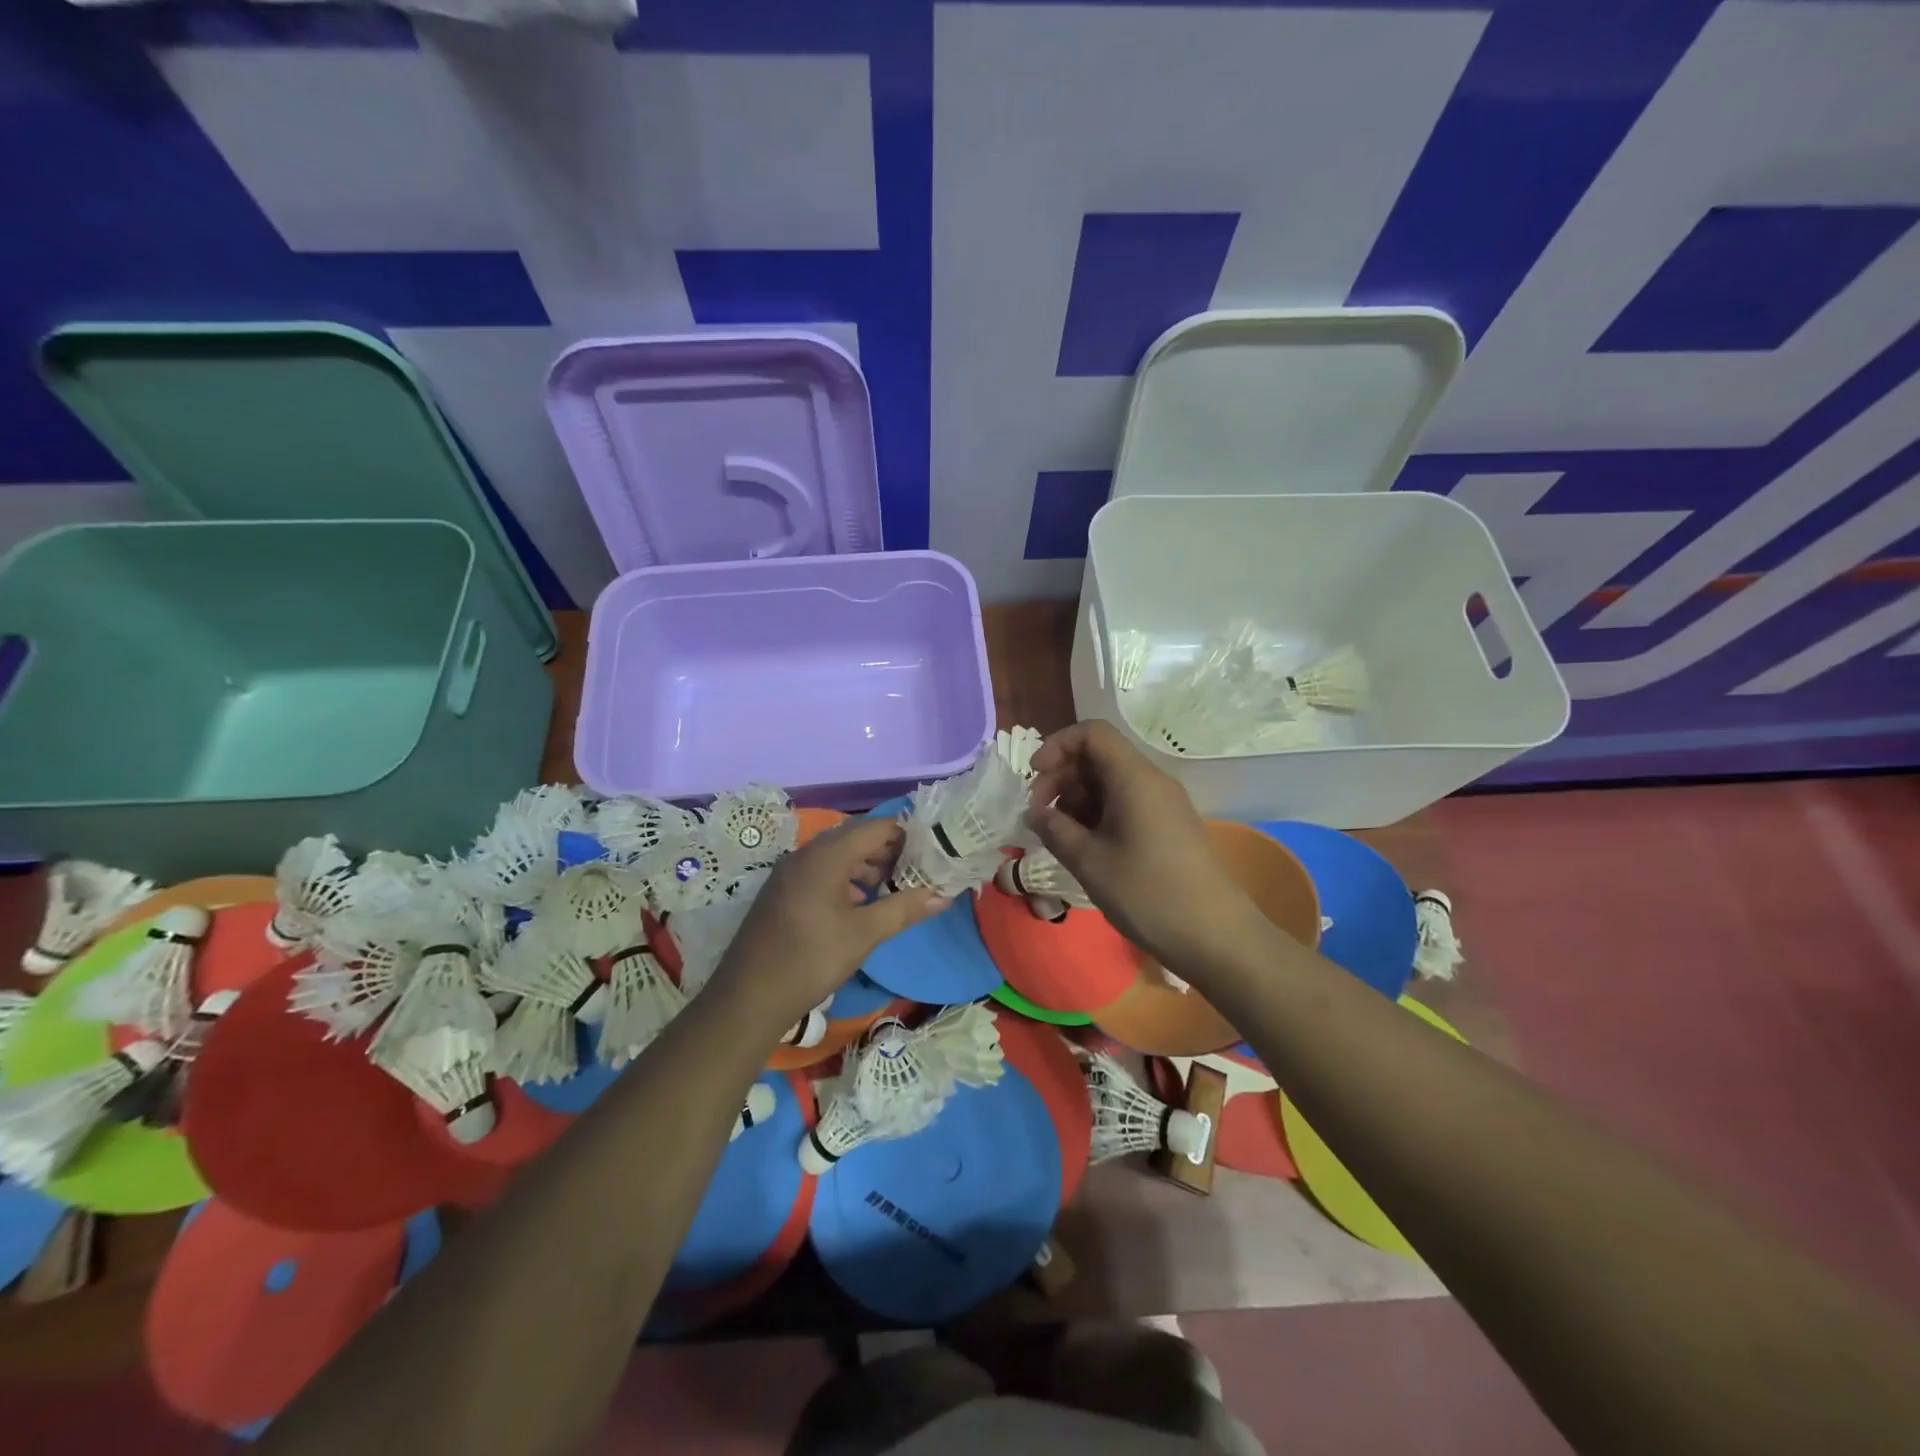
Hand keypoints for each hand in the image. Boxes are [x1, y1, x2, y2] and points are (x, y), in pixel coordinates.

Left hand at [707, 816, 947, 1035]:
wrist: (748, 998)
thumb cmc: (811, 959)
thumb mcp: (864, 934)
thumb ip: (904, 909)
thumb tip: (943, 895)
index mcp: (826, 855)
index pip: (876, 828)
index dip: (906, 836)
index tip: (931, 853)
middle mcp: (805, 854)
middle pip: (855, 838)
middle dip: (888, 852)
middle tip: (917, 872)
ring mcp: (789, 872)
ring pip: (837, 856)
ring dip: (866, 867)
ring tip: (892, 890)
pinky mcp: (781, 891)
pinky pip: (820, 872)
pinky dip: (844, 880)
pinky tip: (858, 906)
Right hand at [1026, 720, 1267, 971]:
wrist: (1217, 937)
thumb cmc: (1148, 893)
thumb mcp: (1090, 862)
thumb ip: (1054, 830)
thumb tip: (1034, 812)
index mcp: (1134, 778)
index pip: (1092, 733)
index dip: (1057, 745)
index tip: (1034, 779)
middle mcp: (1151, 781)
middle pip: (1099, 756)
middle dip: (1062, 777)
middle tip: (1040, 816)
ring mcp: (1163, 804)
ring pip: (1110, 782)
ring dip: (1077, 800)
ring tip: (1059, 836)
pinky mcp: (1168, 827)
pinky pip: (1126, 804)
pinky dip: (1098, 815)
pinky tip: (1085, 847)